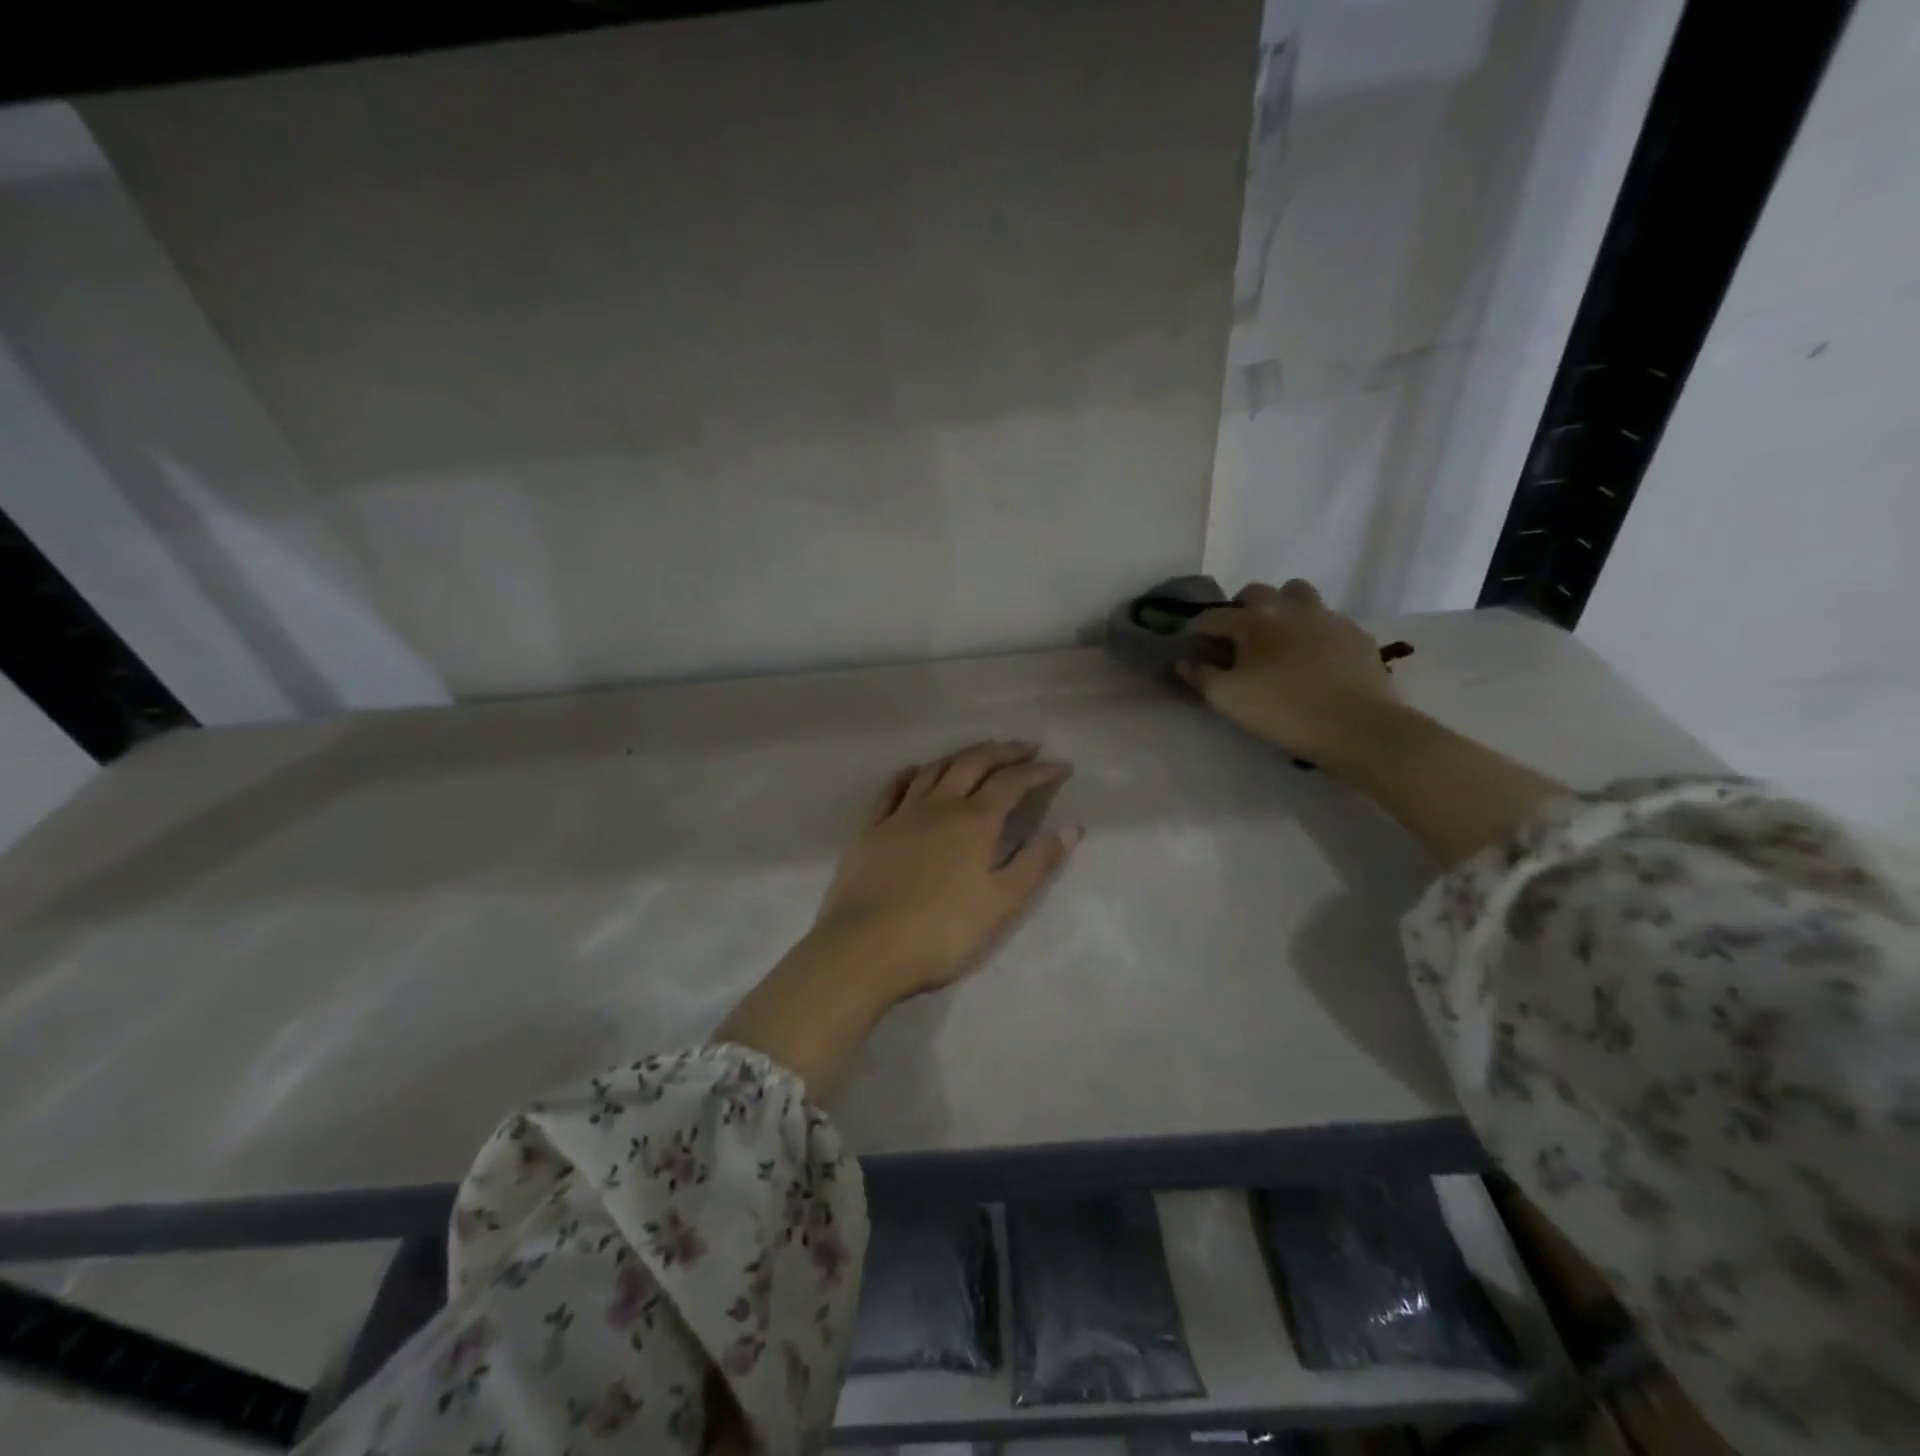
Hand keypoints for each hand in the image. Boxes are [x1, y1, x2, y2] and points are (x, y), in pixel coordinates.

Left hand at [814, 740, 1081, 999]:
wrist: (865, 948)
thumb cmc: (942, 932)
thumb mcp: (1001, 903)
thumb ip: (1037, 862)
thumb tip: (1072, 826)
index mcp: (974, 821)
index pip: (1013, 783)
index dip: (1040, 771)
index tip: (1062, 766)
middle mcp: (939, 806)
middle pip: (974, 764)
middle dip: (1004, 751)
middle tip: (1026, 747)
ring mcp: (901, 814)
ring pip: (935, 769)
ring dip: (962, 754)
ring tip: (980, 751)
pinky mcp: (872, 829)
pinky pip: (894, 788)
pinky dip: (912, 773)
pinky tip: (917, 770)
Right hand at [1179, 580, 1398, 770]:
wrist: (1358, 727)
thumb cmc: (1283, 712)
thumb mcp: (1229, 700)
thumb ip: (1201, 677)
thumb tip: (1184, 661)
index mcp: (1253, 621)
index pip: (1212, 616)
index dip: (1195, 629)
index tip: (1188, 644)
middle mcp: (1289, 608)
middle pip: (1256, 592)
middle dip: (1239, 609)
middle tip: (1235, 637)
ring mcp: (1327, 616)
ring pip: (1297, 594)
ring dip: (1281, 607)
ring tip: (1277, 636)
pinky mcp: (1355, 633)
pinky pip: (1327, 619)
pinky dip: (1313, 630)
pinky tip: (1313, 656)